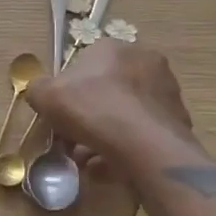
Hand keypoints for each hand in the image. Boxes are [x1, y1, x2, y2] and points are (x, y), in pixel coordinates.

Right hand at [25, 39, 193, 166]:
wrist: (144, 145)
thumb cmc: (92, 109)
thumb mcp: (46, 95)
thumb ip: (38, 89)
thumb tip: (40, 92)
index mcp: (114, 47)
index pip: (86, 64)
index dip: (69, 92)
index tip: (60, 116)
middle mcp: (145, 61)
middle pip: (108, 91)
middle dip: (89, 116)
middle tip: (73, 141)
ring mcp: (166, 91)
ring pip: (126, 114)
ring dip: (106, 135)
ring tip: (89, 161)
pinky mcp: (178, 120)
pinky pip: (143, 134)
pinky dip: (126, 148)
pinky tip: (110, 168)